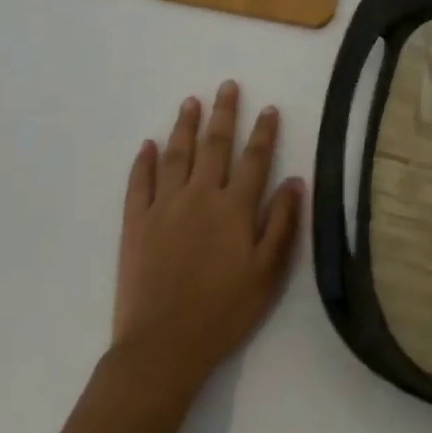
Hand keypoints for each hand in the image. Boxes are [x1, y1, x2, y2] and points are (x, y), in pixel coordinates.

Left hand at [112, 81, 303, 395]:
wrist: (162, 347)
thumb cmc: (223, 313)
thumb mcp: (267, 274)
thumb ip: (283, 224)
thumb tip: (296, 180)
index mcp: (234, 207)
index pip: (254, 158)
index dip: (263, 132)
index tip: (269, 108)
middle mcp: (200, 195)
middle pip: (215, 144)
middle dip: (224, 113)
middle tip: (227, 85)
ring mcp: (165, 205)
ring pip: (176, 154)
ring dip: (185, 125)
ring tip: (191, 101)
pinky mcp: (136, 222)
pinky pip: (139, 182)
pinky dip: (143, 161)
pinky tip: (148, 145)